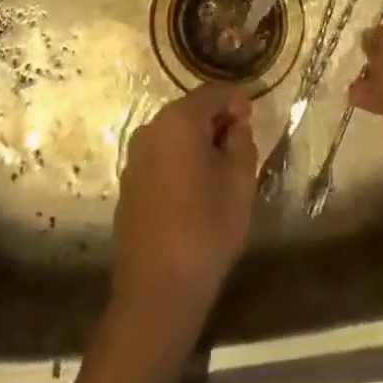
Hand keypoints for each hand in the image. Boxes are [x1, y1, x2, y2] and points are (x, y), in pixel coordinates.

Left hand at [113, 83, 257, 317]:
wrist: (157, 290)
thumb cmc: (206, 229)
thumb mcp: (240, 181)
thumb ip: (242, 141)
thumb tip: (235, 125)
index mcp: (178, 120)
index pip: (214, 92)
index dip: (237, 102)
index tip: (252, 123)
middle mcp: (151, 128)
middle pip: (192, 111)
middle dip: (218, 123)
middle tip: (240, 151)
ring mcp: (135, 156)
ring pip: (176, 135)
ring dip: (199, 144)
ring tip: (220, 175)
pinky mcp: (129, 182)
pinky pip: (161, 157)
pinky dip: (180, 163)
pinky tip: (195, 194)